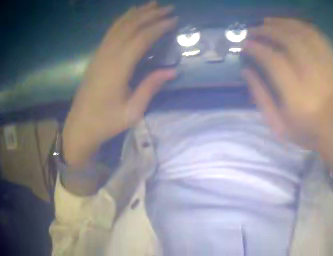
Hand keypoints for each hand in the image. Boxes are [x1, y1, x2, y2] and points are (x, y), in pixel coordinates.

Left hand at [63, 2, 177, 167]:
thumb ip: (150, 88)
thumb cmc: (106, 122)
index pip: (142, 38)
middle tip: (169, 8)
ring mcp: (100, 53)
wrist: (80, 126)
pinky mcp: (96, 55)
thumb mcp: (132, 112)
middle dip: (151, 14)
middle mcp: (109, 54)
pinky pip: (111, 31)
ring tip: (153, 4)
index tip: (175, 20)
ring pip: (120, 25)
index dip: (159, 27)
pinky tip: (130, 14)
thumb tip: (172, 71)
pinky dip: (123, 19)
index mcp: (118, 68)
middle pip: (132, 26)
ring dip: (138, 13)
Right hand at [243, 18, 332, 198]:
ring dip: (284, 24)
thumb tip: (246, 68)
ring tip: (268, 22)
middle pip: (292, 41)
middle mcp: (316, 79)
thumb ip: (260, 95)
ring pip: (306, 34)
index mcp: (299, 99)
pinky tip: (290, 25)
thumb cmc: (307, 134)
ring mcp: (330, 69)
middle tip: (253, 29)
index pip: (275, 61)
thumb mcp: (278, 124)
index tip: (245, 43)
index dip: (257, 47)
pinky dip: (302, 27)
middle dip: (268, 30)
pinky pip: (320, 38)